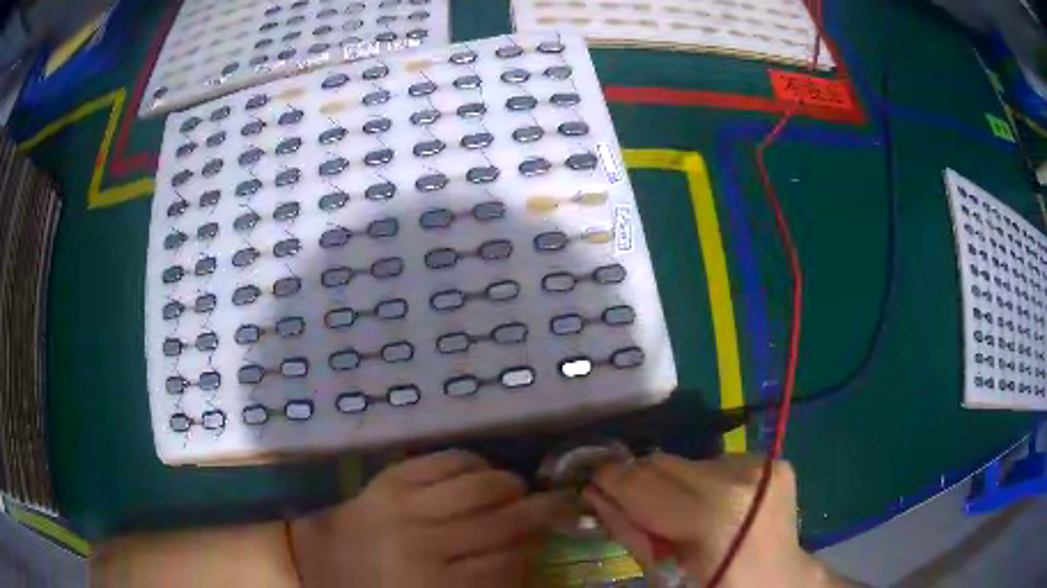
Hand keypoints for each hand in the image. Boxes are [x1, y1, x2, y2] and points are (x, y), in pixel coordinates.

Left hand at [292, 450, 564, 587]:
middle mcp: (425, 542)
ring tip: (519, 488)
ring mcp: (405, 505)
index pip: (511, 561)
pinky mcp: (390, 478)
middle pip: (503, 520)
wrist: (320, 563)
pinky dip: (473, 462)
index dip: (538, 547)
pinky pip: (445, 460)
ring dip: (510, 484)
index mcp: (437, 584)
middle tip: (561, 504)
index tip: (553, 538)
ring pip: (480, 486)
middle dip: (541, 510)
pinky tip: (481, 471)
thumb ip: (487, 580)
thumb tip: (529, 552)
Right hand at [585, 454, 847, 587]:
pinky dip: (707, 482)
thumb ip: (629, 531)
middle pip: (664, 463)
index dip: (610, 481)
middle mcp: (739, 477)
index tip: (593, 485)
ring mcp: (761, 465)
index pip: (642, 482)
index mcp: (711, 515)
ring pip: (689, 461)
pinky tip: (717, 506)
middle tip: (638, 508)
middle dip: (641, 483)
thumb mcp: (663, 574)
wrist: (779, 582)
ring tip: (686, 514)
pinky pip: (719, 462)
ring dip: (677, 484)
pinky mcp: (773, 460)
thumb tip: (596, 494)